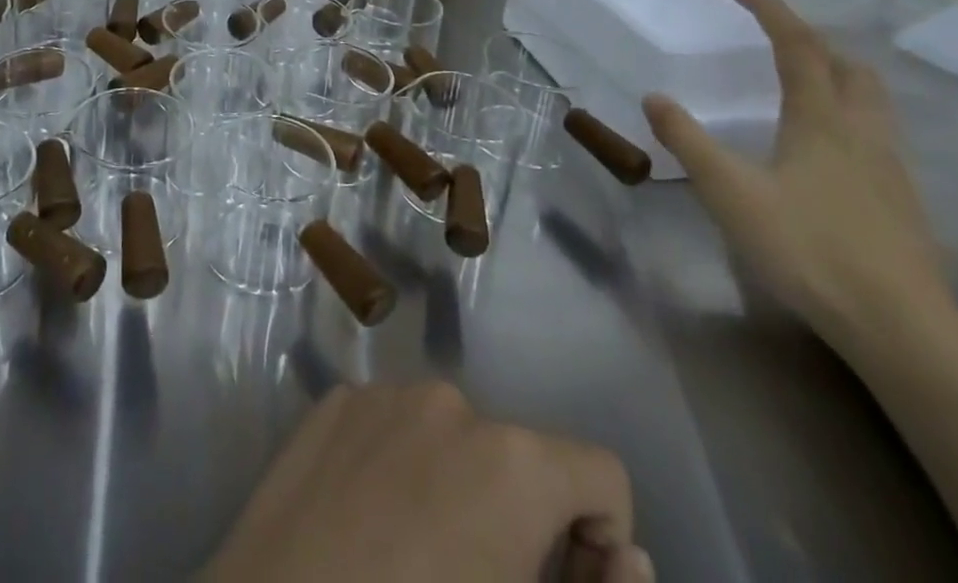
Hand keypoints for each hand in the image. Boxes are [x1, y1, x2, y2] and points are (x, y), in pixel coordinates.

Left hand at [201, 381, 649, 582]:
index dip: (601, 545)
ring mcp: (380, 393)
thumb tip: (627, 557)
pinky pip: (392, 427)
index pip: (601, 475)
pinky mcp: (330, 403)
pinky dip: (399, 469)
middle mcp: (447, 401)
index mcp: (510, 459)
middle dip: (522, 521)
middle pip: (519, 458)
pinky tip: (364, 531)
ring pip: (451, 440)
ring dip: (457, 491)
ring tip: (414, 564)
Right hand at [644, 0, 951, 355]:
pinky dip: (848, 117)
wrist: (901, 329)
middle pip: (850, 68)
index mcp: (822, 120)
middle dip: (814, 41)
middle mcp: (863, 133)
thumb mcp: (729, 191)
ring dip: (836, 76)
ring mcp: (891, 169)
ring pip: (871, 102)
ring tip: (799, 84)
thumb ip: (688, 140)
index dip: (770, 10)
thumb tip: (655, 97)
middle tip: (774, 38)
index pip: (798, 46)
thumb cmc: (807, 247)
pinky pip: (876, 136)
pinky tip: (824, 149)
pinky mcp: (902, 203)